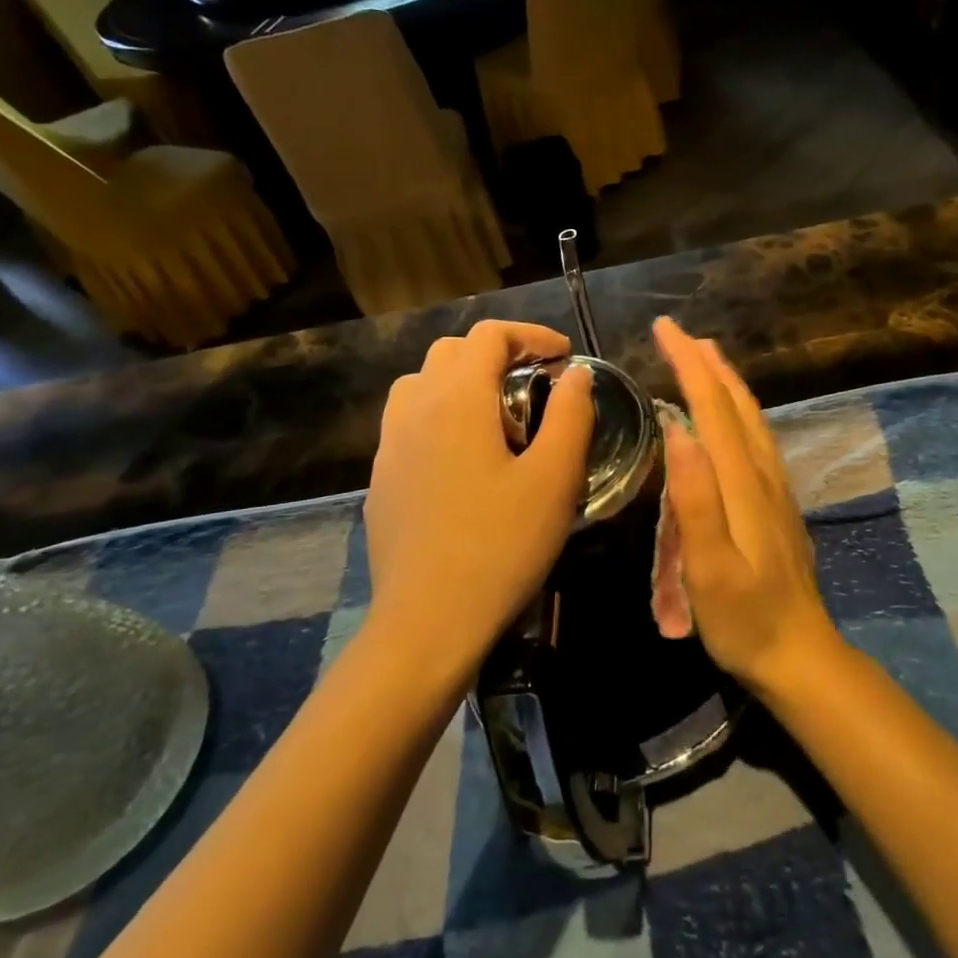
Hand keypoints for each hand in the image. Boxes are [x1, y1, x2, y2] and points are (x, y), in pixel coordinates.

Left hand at [364, 321, 594, 663]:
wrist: (427, 621)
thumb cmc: (501, 546)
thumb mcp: (554, 479)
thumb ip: (570, 415)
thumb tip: (575, 374)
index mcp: (457, 400)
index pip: (489, 336)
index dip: (531, 336)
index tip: (564, 358)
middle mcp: (415, 409)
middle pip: (452, 352)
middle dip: (498, 354)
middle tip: (536, 384)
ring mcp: (390, 445)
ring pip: (422, 384)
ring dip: (463, 382)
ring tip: (499, 418)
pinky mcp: (382, 479)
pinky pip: (409, 422)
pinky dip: (441, 415)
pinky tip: (466, 460)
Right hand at [653, 316, 842, 696]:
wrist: (800, 654)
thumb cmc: (745, 620)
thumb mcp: (710, 569)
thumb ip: (695, 500)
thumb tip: (678, 430)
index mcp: (743, 484)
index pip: (713, 408)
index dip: (689, 364)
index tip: (665, 329)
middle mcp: (763, 475)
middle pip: (736, 404)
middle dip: (708, 363)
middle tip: (680, 334)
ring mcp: (775, 489)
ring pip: (752, 419)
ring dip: (727, 382)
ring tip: (706, 358)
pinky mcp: (777, 504)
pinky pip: (756, 439)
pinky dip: (739, 411)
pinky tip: (732, 417)